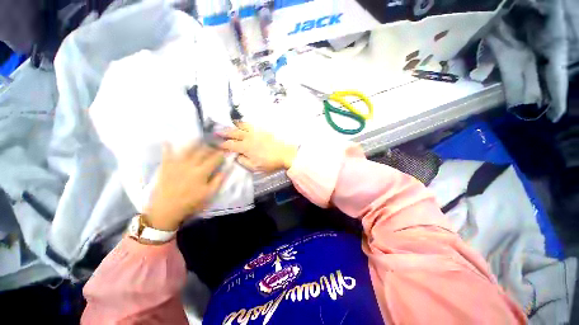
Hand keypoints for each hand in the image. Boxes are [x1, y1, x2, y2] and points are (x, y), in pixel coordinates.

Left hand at [144, 143, 225, 230]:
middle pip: (202, 152)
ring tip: (199, 140)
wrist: (165, 209)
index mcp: (201, 172)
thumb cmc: (190, 203)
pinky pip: (166, 154)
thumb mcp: (208, 194)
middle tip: (214, 146)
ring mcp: (176, 164)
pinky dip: (167, 147)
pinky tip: (168, 141)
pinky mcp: (165, 166)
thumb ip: (217, 181)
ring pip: (187, 150)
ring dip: (194, 144)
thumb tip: (224, 171)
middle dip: (210, 148)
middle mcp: (190, 165)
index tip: (224, 152)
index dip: (220, 154)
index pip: (214, 159)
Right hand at [219, 123, 297, 172]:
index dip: (222, 145)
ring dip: (233, 126)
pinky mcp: (263, 129)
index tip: (217, 145)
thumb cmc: (270, 162)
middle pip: (233, 133)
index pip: (230, 145)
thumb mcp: (255, 167)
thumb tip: (237, 156)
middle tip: (217, 132)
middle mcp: (248, 137)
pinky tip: (244, 124)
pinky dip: (245, 123)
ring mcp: (256, 132)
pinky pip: (252, 124)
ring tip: (229, 125)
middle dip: (224, 132)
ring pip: (242, 126)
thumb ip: (243, 161)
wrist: (285, 154)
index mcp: (245, 147)